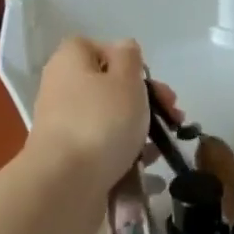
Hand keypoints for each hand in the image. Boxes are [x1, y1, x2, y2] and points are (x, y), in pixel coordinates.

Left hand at [26, 37, 157, 193]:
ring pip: (110, 118)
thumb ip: (130, 57)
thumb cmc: (100, 122)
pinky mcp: (71, 157)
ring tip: (164, 143)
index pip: (98, 47)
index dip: (126, 60)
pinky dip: (125, 151)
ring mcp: (65, 125)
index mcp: (70, 61)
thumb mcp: (126, 79)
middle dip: (145, 98)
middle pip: (109, 84)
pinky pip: (104, 146)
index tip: (148, 79)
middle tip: (171, 114)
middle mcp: (62, 88)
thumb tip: (124, 49)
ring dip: (139, 127)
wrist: (64, 186)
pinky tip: (147, 162)